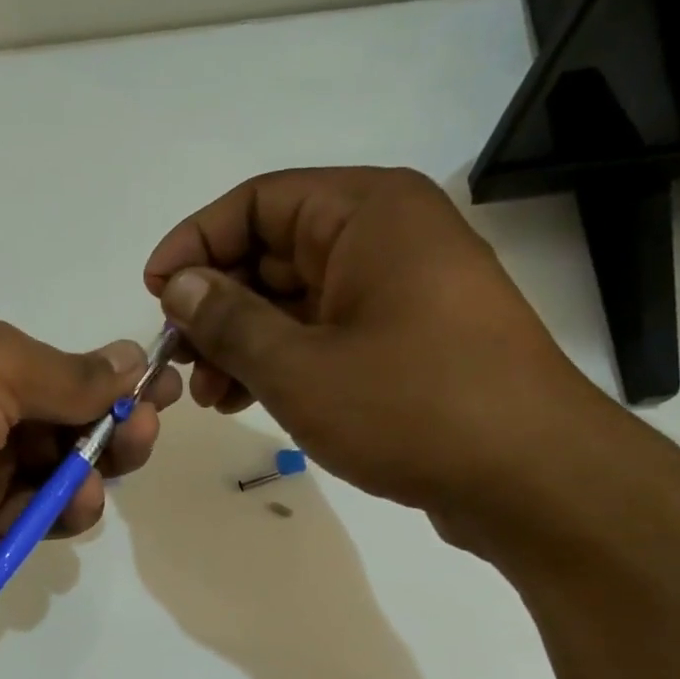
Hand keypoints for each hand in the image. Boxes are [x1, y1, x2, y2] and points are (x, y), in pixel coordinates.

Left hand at [0, 299, 179, 645]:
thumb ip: (64, 374)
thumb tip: (129, 359)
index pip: (52, 369)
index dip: (107, 386)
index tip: (158, 401)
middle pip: (51, 428)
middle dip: (99, 438)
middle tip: (135, 447)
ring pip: (35, 484)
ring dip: (71, 489)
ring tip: (79, 500)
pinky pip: (5, 529)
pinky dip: (29, 529)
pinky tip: (41, 529)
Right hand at [144, 167, 605, 519]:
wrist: (526, 476)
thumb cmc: (409, 407)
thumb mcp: (300, 366)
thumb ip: (230, 320)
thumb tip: (180, 284)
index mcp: (367, 213)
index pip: (258, 202)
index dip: (196, 243)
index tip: (153, 294)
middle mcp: (387, 238)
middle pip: (275, 251)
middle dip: (217, 305)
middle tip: (179, 361)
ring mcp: (400, 293)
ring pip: (298, 301)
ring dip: (245, 342)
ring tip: (209, 396)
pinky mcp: (407, 342)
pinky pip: (327, 335)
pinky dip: (283, 363)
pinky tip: (248, 401)